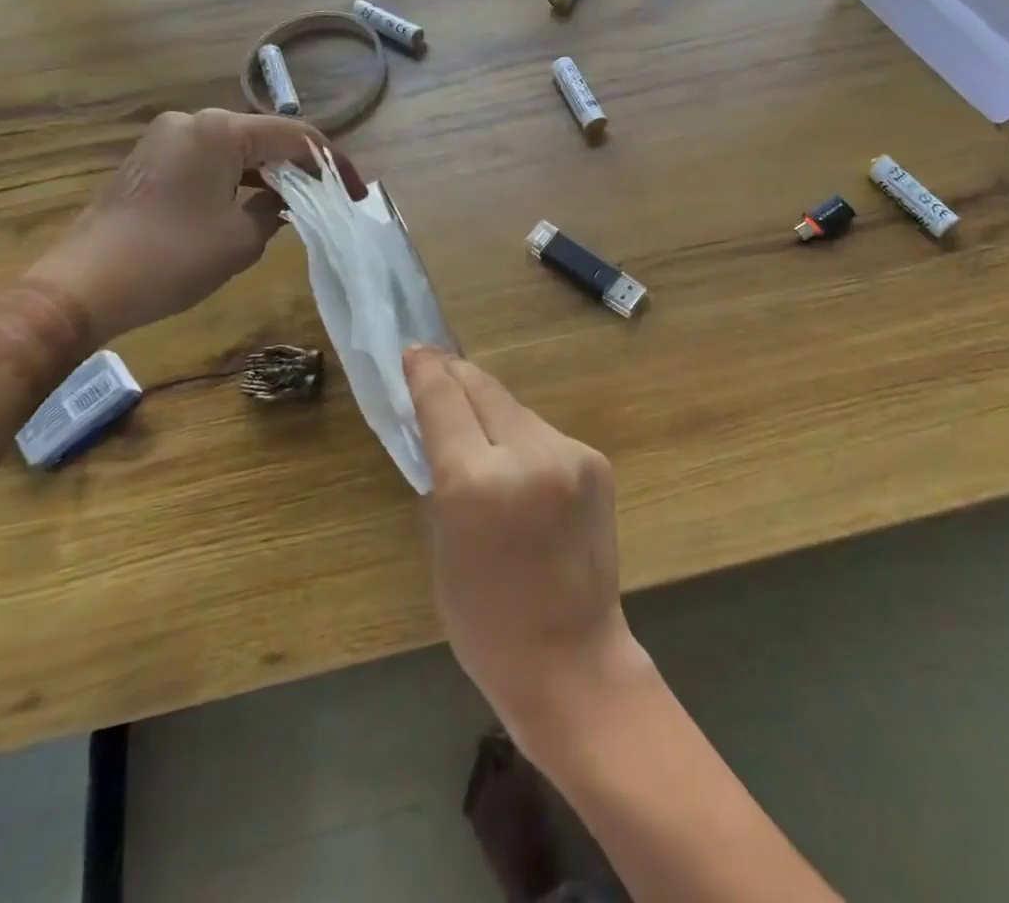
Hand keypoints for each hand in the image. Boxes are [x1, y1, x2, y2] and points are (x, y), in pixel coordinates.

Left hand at [28, 109, 362, 343]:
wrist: (82, 286)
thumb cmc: (172, 258)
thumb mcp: (241, 239)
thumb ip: (276, 209)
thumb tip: (283, 199)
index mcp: (219, 131)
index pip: (295, 136)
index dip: (332, 163)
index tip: (358, 191)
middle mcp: (192, 122)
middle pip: (265, 137)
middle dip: (301, 166)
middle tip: (332, 197)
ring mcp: (167, 139)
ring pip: (237, 149)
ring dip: (270, 173)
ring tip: (301, 203)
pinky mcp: (152, 161)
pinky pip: (210, 161)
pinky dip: (238, 178)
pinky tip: (255, 203)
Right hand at [404, 347, 651, 753]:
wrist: (572, 658)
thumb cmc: (486, 620)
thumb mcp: (442, 544)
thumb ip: (443, 475)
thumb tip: (441, 422)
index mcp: (476, 482)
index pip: (444, 400)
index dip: (426, 371)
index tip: (413, 350)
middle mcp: (527, 454)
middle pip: (483, 389)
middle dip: (456, 376)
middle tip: (436, 366)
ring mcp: (569, 454)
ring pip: (515, 409)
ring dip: (491, 411)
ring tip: (475, 426)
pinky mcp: (595, 461)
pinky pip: (544, 434)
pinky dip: (522, 439)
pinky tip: (518, 465)